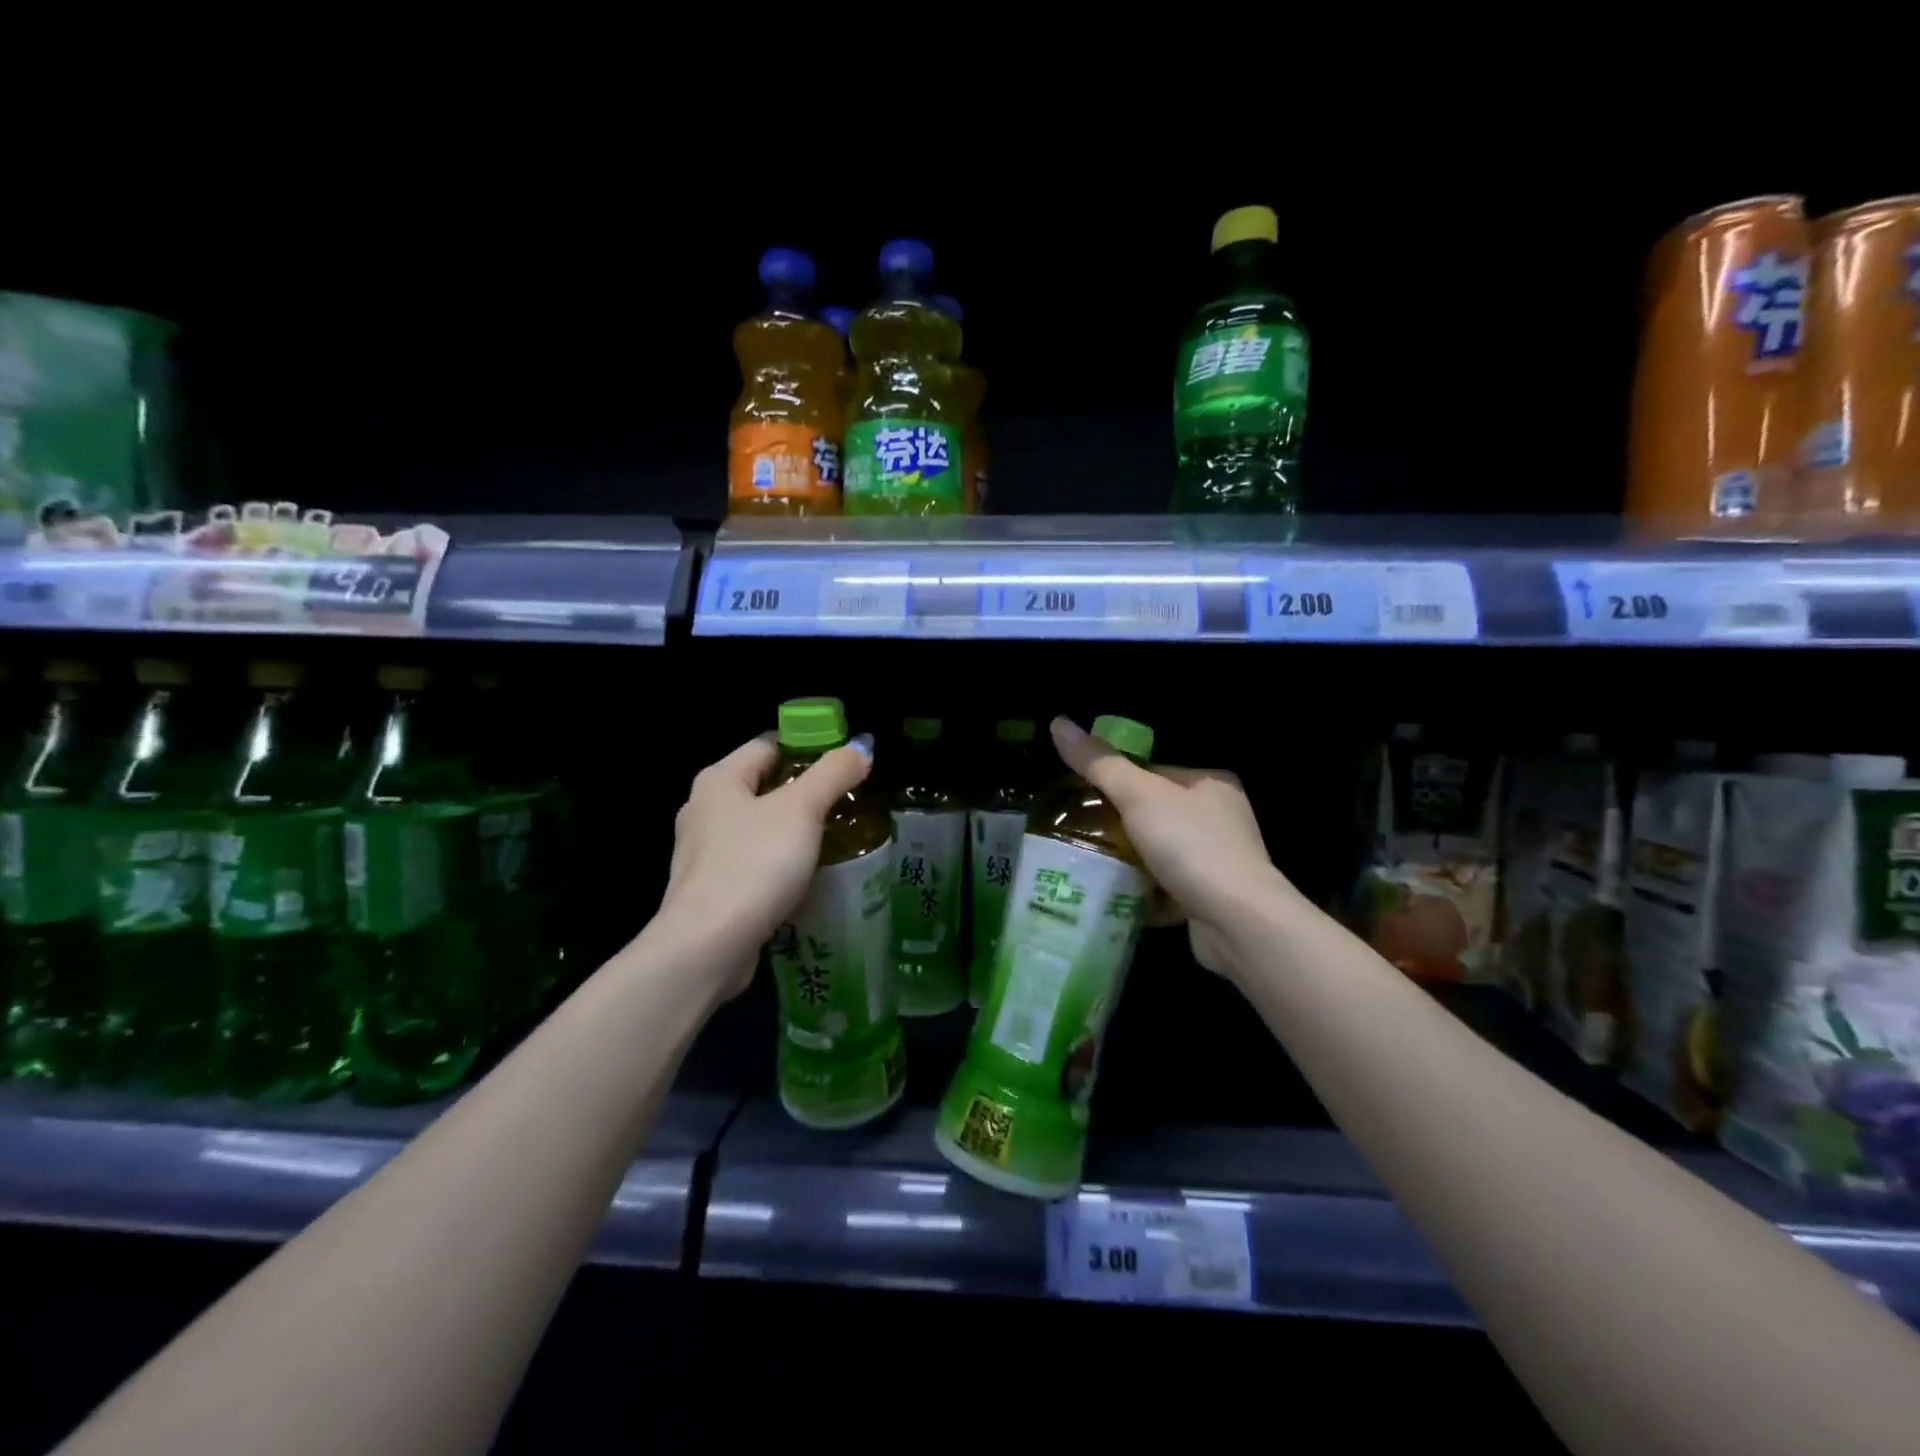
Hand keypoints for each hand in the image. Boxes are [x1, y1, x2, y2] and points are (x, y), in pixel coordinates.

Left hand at [658, 732, 873, 995]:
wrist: (708, 946)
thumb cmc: (754, 864)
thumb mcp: (802, 810)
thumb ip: (833, 773)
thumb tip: (863, 746)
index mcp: (719, 779)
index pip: (769, 744)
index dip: (809, 746)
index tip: (846, 763)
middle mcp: (704, 809)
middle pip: (764, 786)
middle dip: (806, 792)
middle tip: (849, 802)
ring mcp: (703, 852)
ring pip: (759, 828)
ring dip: (795, 831)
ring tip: (837, 839)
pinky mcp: (710, 889)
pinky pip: (753, 863)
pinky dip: (780, 864)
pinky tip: (807, 876)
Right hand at [1050, 717, 1284, 978]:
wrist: (1237, 922)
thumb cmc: (1191, 845)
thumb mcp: (1138, 795)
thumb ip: (1099, 763)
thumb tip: (1058, 723)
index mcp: (1211, 784)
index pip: (1153, 773)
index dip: (1115, 782)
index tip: (1079, 797)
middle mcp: (1220, 819)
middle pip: (1153, 815)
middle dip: (1117, 827)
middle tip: (1075, 833)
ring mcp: (1217, 862)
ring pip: (1157, 854)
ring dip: (1126, 863)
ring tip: (1084, 866)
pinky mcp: (1209, 900)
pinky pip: (1164, 889)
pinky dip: (1140, 893)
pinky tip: (1110, 898)